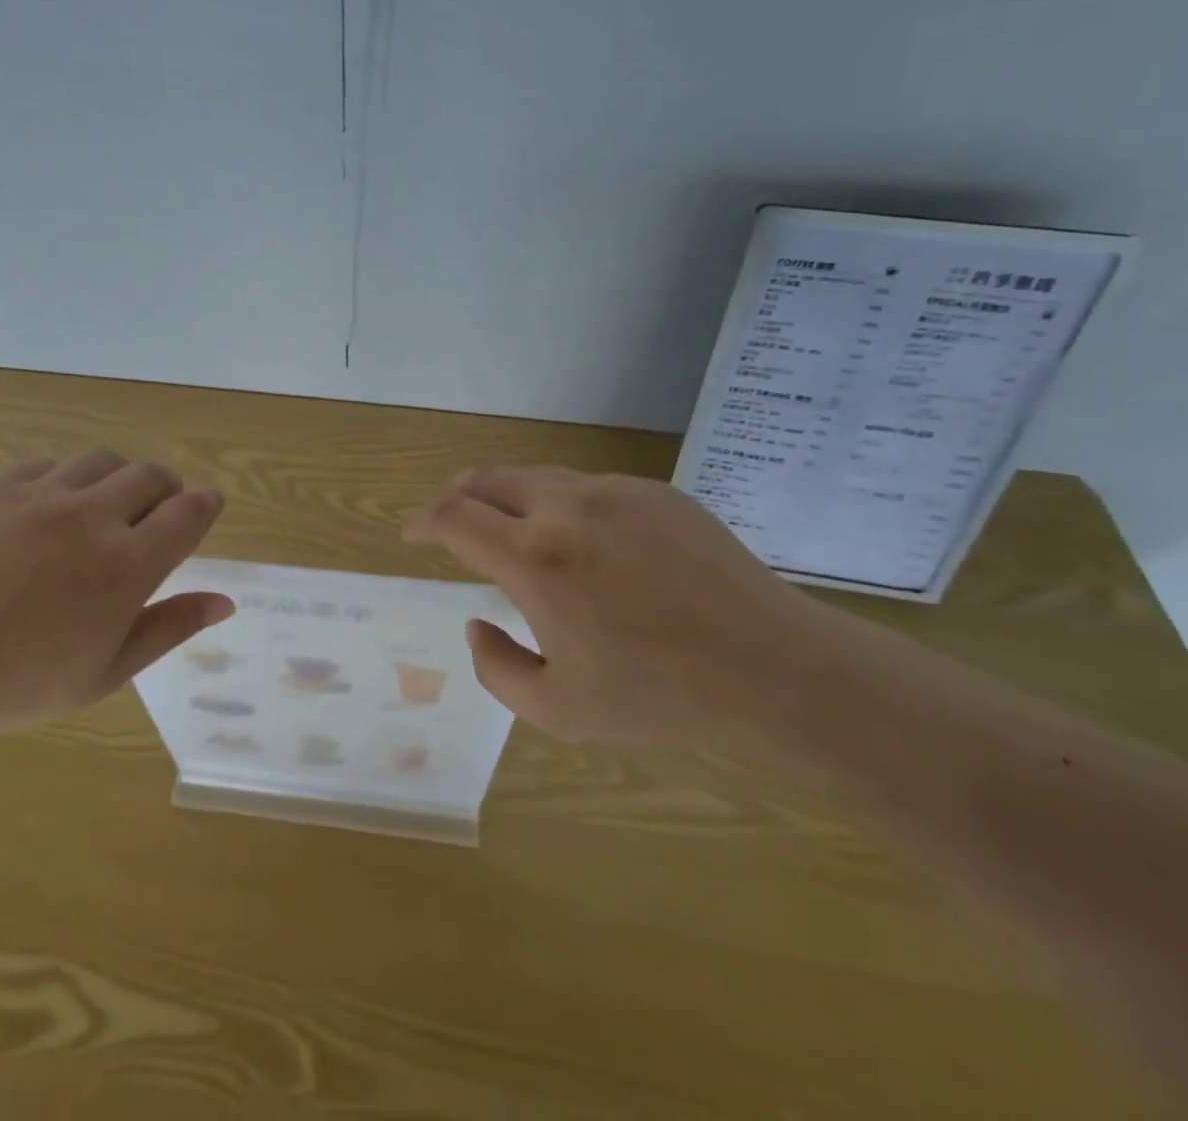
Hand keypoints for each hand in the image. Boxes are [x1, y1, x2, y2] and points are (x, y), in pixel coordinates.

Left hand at [0, 450, 231, 737]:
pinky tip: (46, 512)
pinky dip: (63, 481)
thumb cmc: (17, 684)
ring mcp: (39, 495)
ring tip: (102, 508)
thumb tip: (225, 601)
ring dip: (117, 479)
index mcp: (126, 564)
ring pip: (102, 461)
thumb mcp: (106, 672)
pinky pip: (46, 466)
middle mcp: (91, 516)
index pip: (188, 514)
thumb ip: (170, 628)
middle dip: (166, 490)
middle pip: (151, 476)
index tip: (208, 507)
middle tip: (155, 516)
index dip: (206, 505)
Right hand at [405, 466, 827, 750]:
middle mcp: (567, 508)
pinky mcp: (656, 492)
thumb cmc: (661, 697)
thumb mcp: (559, 710)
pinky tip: (583, 540)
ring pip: (537, 476)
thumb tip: (478, 624)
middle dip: (456, 495)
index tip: (411, 532)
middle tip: (450, 520)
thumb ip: (497, 668)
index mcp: (535, 559)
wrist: (776, 670)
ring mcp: (615, 492)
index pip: (454, 517)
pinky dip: (561, 503)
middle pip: (487, 479)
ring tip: (510, 527)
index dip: (423, 520)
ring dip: (507, 496)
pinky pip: (588, 486)